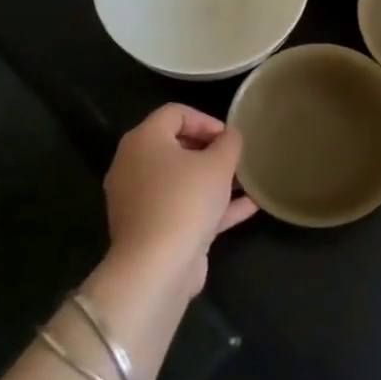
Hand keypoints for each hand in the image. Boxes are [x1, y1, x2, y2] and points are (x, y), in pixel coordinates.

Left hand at [101, 104, 255, 294]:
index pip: (175, 113)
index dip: (206, 120)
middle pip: (175, 146)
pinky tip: (247, 207)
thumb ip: (230, 143)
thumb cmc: (186, 200)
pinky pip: (182, 207)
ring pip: (180, 180)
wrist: (157, 266)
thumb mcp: (219, 163)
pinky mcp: (150, 229)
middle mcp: (133, 166)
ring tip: (245, 182)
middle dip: (210, 150)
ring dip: (213, 179)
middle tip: (236, 159)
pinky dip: (210, 205)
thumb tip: (230, 137)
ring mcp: (139, 200)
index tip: (229, 138)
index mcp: (143, 141)